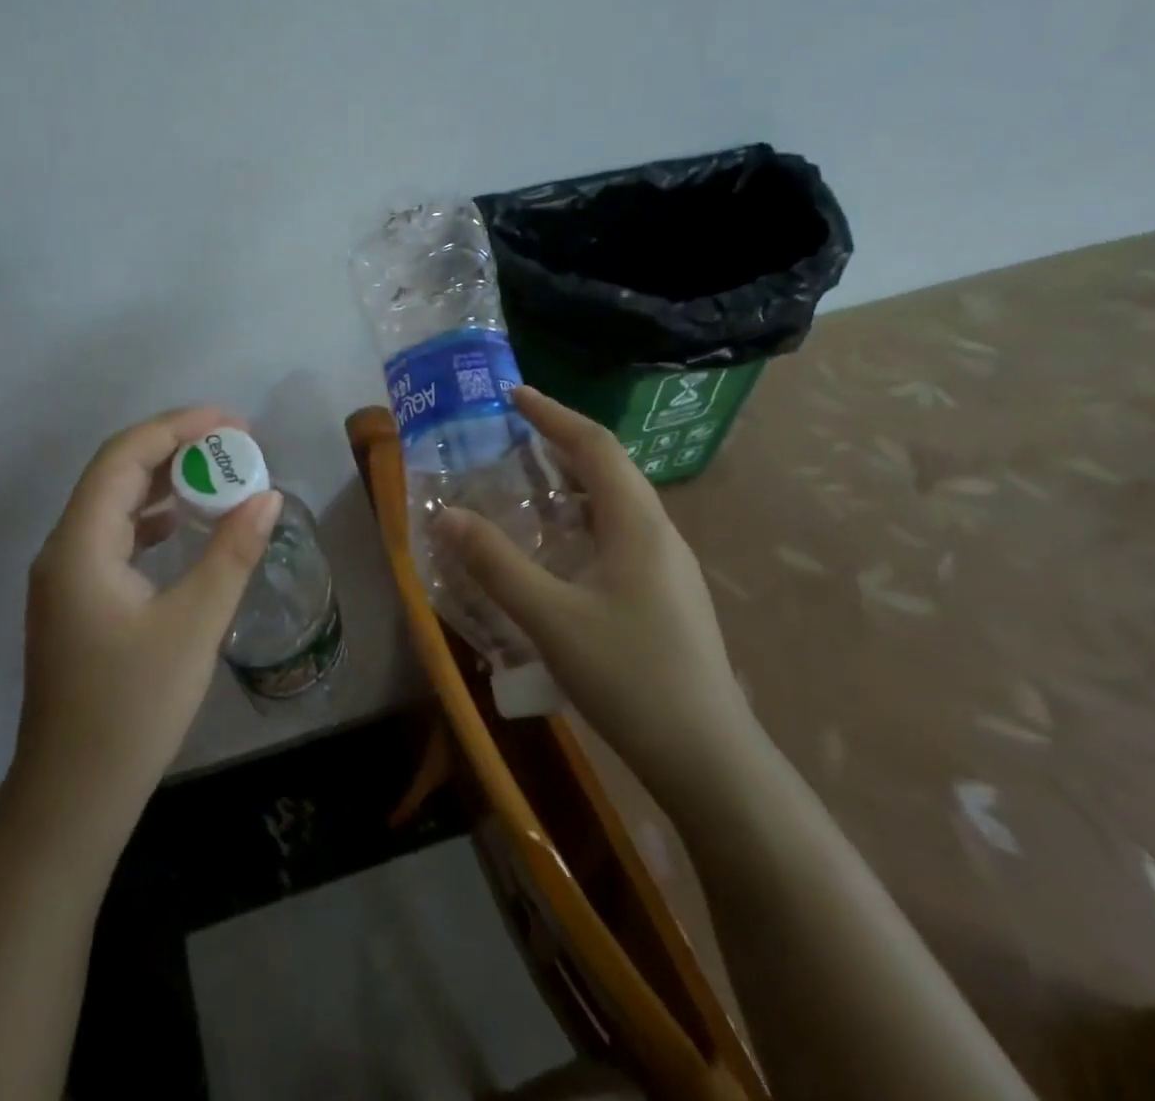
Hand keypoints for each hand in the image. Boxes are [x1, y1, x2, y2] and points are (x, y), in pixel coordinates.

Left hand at [10, 407, 281, 858]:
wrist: (73, 796)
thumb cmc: (133, 709)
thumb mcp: (193, 626)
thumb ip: (231, 553)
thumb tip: (266, 496)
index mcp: (80, 545)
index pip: (124, 457)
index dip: (177, 428)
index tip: (231, 423)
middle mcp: (62, 549)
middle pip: (114, 473)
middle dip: (173, 449)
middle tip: (233, 445)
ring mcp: (64, 577)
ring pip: (112, 505)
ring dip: (161, 483)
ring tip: (217, 475)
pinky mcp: (75, 601)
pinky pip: (112, 536)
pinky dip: (150, 519)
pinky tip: (182, 526)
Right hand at [434, 386, 754, 800]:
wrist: (708, 758)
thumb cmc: (630, 676)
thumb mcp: (550, 617)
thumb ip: (496, 564)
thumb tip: (446, 515)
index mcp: (638, 524)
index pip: (595, 446)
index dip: (554, 415)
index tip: (514, 395)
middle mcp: (659, 534)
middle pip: (610, 469)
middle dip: (561, 444)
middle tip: (512, 438)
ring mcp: (668, 568)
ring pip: (616, 506)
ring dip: (572, 485)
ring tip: (526, 486)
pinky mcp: (665, 597)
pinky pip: (619, 537)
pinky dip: (581, 523)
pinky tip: (557, 552)